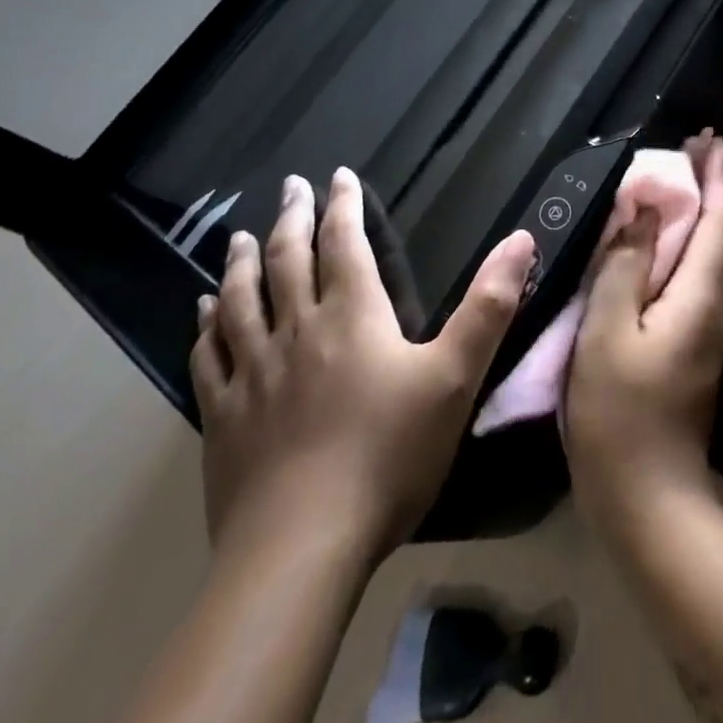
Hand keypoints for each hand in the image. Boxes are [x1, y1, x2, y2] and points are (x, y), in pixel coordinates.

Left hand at [190, 168, 535, 573]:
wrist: (301, 547)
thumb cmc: (389, 454)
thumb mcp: (456, 376)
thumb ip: (490, 306)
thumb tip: (521, 240)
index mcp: (352, 316)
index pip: (343, 244)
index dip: (342, 206)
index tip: (337, 175)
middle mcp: (297, 331)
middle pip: (288, 261)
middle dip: (292, 218)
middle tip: (290, 186)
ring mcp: (254, 373)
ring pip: (241, 301)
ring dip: (243, 262)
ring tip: (242, 236)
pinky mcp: (224, 417)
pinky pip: (210, 355)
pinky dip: (206, 325)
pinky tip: (202, 312)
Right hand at [565, 134, 722, 535]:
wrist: (648, 502)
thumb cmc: (621, 414)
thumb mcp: (608, 330)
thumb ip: (625, 265)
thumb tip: (645, 211)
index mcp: (700, 296)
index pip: (719, 221)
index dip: (716, 177)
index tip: (711, 139)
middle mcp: (714, 307)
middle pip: (715, 235)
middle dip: (705, 189)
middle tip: (686, 150)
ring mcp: (704, 332)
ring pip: (700, 259)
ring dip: (688, 219)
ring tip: (664, 187)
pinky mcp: (688, 350)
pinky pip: (686, 283)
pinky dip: (673, 252)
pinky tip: (648, 250)